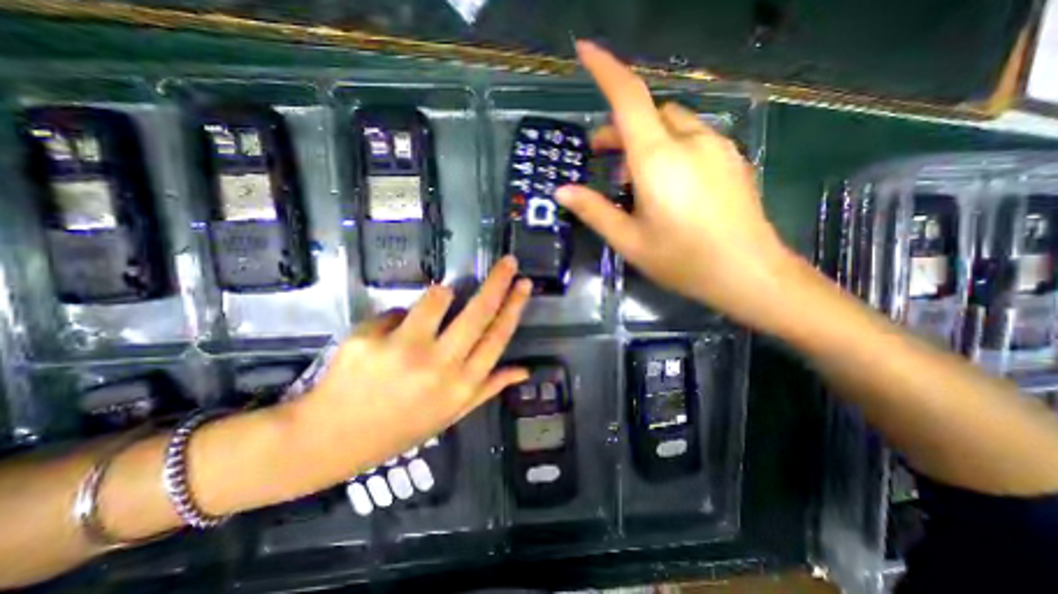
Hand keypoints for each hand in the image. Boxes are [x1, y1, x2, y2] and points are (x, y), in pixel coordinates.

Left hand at [279, 257, 529, 492]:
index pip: (498, 336)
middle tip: (508, 261)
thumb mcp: (452, 414)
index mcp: (461, 385)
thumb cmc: (400, 427)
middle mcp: (439, 366)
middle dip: (498, 281)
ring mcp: (403, 350)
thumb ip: (489, 387)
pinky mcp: (370, 338)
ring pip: (438, 298)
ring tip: (435, 306)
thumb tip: (524, 371)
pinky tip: (387, 340)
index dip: (514, 306)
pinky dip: (399, 319)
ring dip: (441, 295)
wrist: (330, 439)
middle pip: (478, 312)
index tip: (524, 283)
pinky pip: (396, 310)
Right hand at [558, 41, 796, 326]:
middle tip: (601, 158)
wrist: (748, 274)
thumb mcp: (629, 240)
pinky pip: (693, 139)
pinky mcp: (732, 158)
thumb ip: (594, 211)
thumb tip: (562, 192)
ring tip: (635, 179)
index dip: (605, 69)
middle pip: (648, 114)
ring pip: (672, 125)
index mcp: (658, 159)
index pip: (629, 98)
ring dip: (646, 141)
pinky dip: (671, 149)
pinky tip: (669, 184)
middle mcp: (689, 141)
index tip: (585, 50)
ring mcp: (717, 147)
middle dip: (620, 129)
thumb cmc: (681, 260)